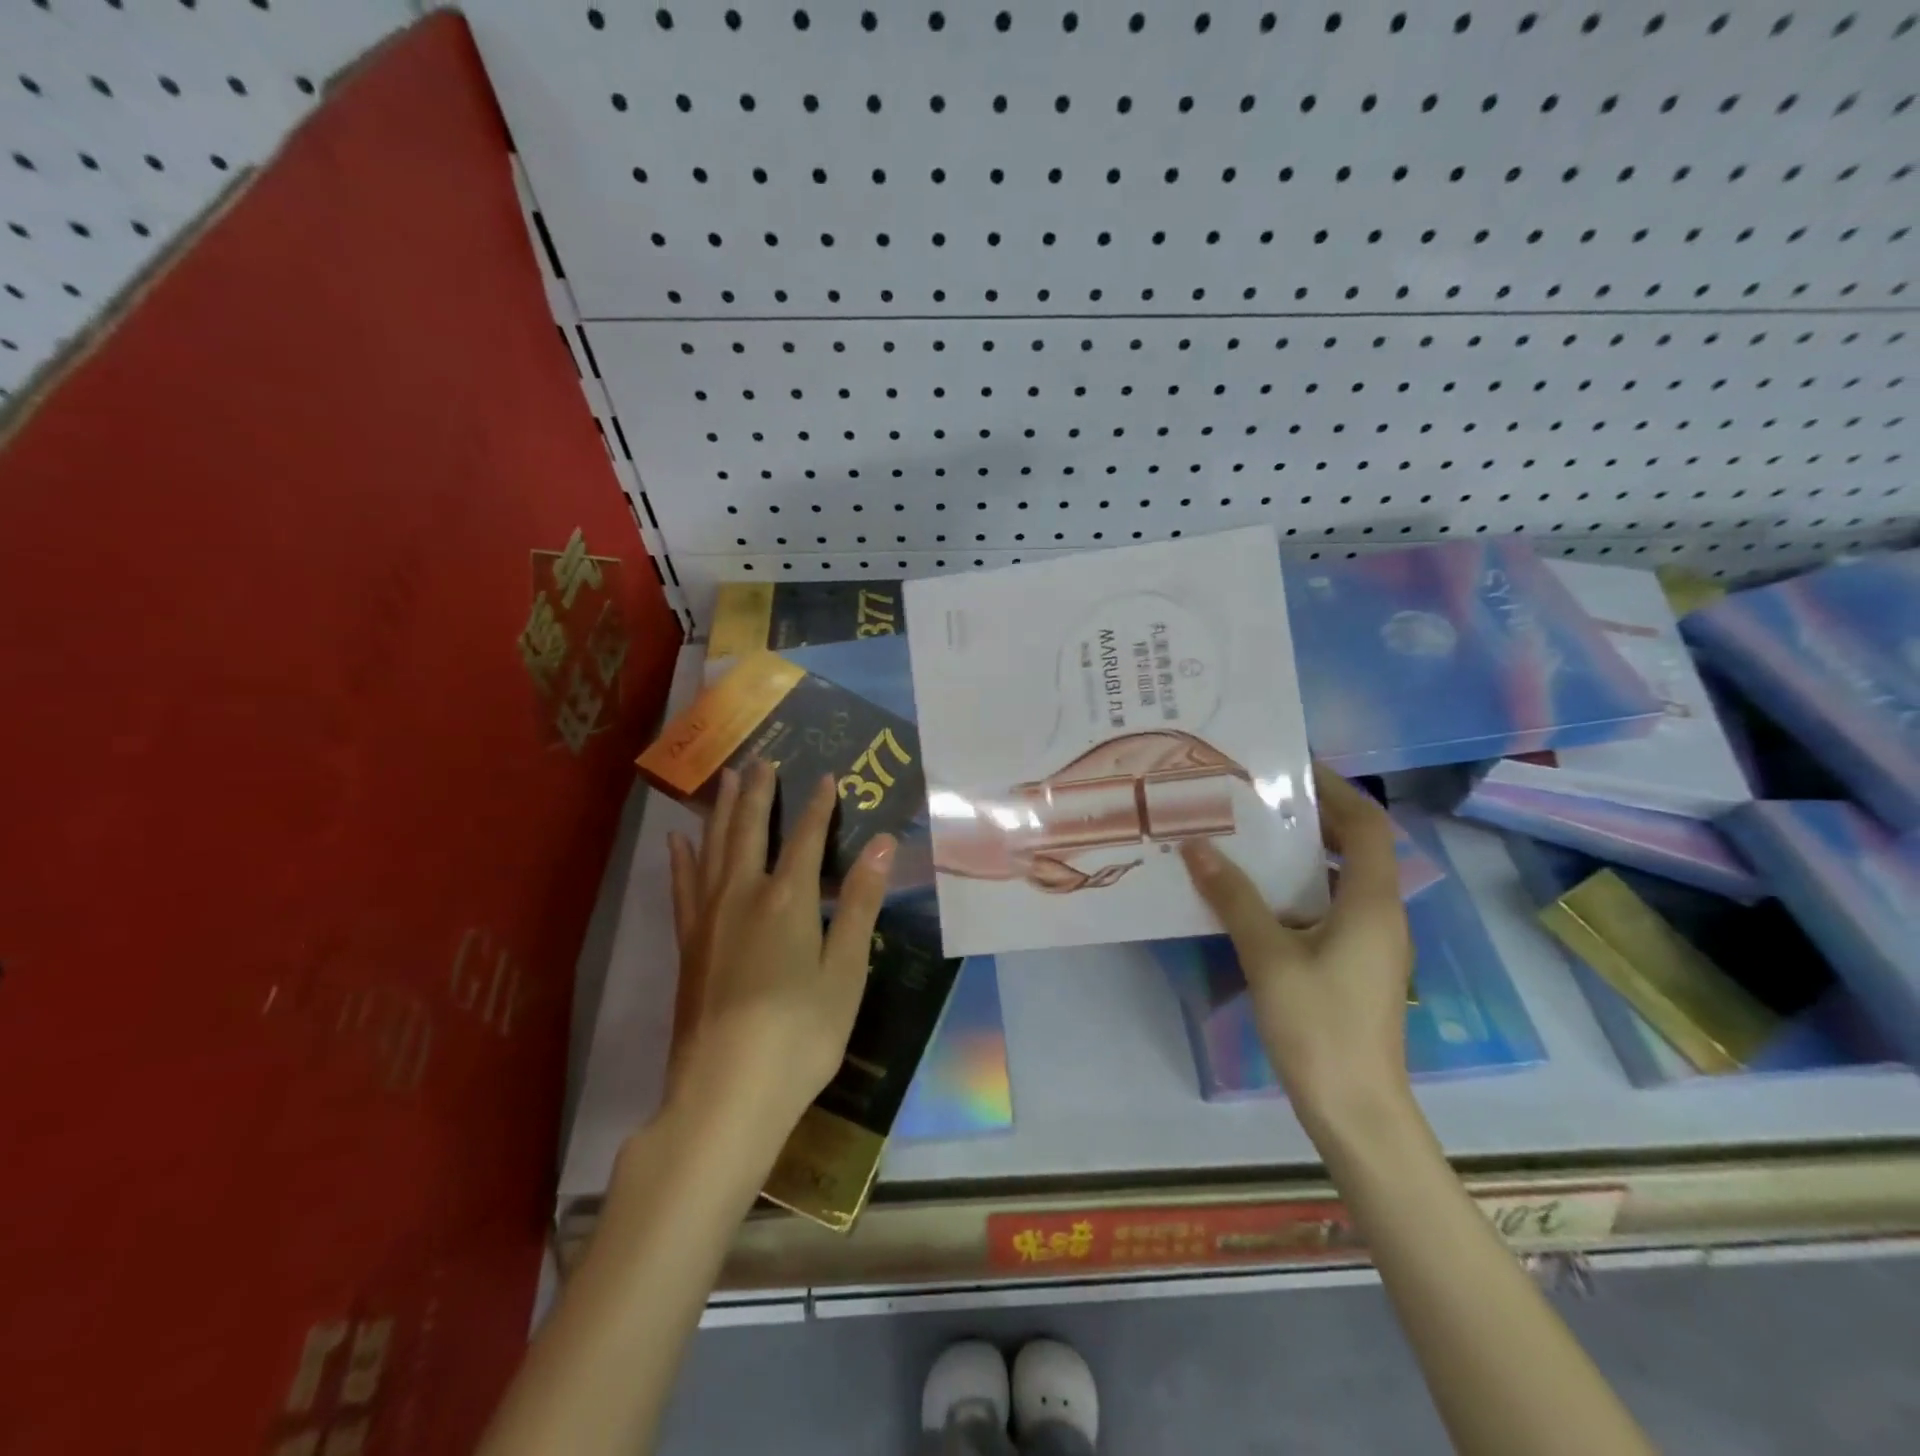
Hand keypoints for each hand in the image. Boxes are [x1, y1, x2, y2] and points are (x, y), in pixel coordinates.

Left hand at [666, 760, 896, 1133]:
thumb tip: (883, 844)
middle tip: (761, 759)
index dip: (818, 806)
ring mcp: (708, 920)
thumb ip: (860, 903)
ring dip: (723, 812)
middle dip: (759, 793)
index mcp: (787, 899)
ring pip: (714, 849)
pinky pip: (683, 888)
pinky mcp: (687, 946)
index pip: (805, 838)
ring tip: (726, 781)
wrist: (725, 1094)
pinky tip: (679, 842)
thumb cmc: (800, 1034)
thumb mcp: (845, 970)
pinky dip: (683, 860)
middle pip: (751, 831)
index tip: (827, 776)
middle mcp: (743, 896)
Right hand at [1180, 764, 1413, 1142]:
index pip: (1367, 825)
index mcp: (1373, 902)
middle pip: (1357, 847)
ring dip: (1304, 854)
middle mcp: (1381, 914)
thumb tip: (1197, 847)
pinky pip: (1331, 907)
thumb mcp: (1269, 955)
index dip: (1338, 789)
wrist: (1356, 1109)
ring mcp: (1372, 943)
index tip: (1294, 767)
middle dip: (1314, 817)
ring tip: (1252, 837)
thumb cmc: (1319, 1025)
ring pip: (1342, 879)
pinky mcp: (1356, 965)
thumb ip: (1234, 898)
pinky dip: (1300, 889)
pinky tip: (1257, 895)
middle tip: (1260, 798)